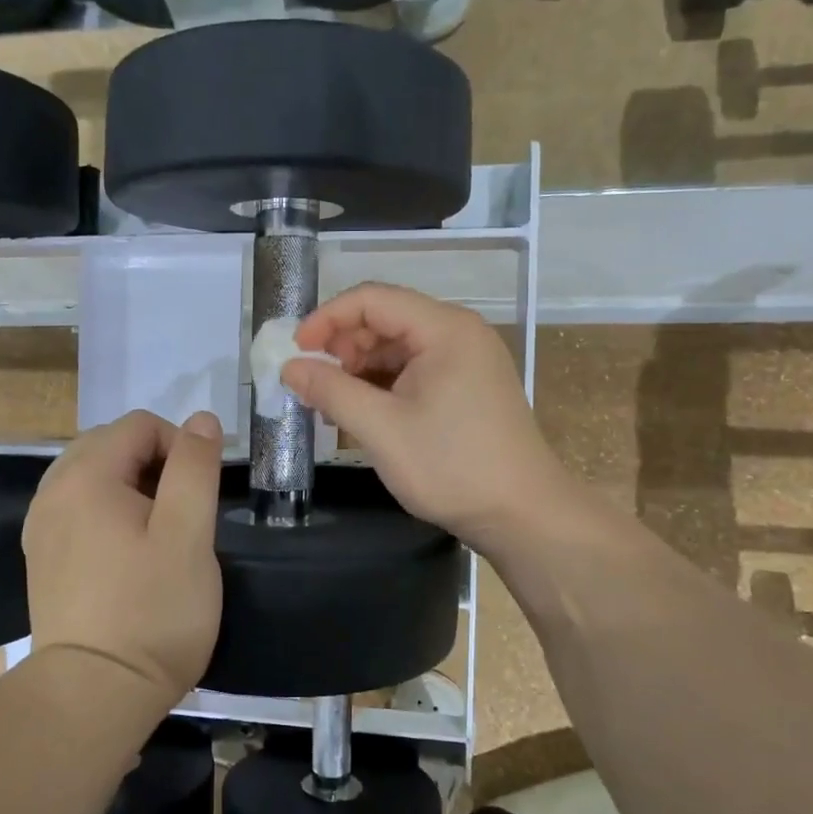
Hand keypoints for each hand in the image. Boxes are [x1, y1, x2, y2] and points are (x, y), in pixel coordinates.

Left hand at [23, 409, 223, 701]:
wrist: (93, 695)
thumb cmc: (152, 611)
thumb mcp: (189, 534)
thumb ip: (194, 467)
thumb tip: (201, 419)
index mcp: (85, 477)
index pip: (139, 425)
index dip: (179, 445)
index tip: (200, 492)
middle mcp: (52, 492)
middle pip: (110, 444)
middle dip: (154, 463)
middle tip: (183, 512)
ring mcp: (41, 527)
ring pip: (93, 476)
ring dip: (131, 486)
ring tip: (159, 530)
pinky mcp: (41, 557)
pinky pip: (77, 508)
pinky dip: (107, 511)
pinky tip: (127, 551)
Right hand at [279, 283, 568, 553]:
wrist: (523, 514)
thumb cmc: (452, 467)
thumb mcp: (381, 429)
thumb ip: (331, 391)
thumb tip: (289, 367)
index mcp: (445, 329)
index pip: (372, 299)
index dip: (327, 318)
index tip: (295, 351)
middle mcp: (459, 333)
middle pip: (386, 319)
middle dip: (342, 346)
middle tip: (313, 383)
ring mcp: (467, 360)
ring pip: (398, 346)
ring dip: (360, 368)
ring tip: (333, 403)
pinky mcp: (468, 385)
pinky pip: (414, 369)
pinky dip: (383, 384)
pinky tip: (363, 411)